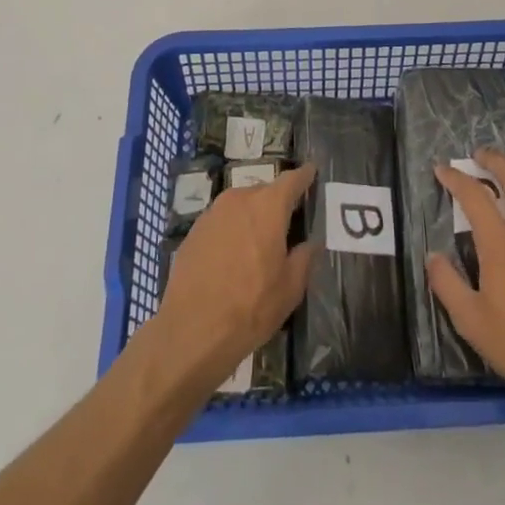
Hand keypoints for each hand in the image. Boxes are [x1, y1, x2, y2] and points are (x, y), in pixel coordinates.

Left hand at [150, 163, 315, 390]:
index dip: (305, 177)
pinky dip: (232, 230)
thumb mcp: (290, 288)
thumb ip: (304, 257)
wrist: (191, 331)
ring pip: (241, 206)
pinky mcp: (193, 231)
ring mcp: (212, 213)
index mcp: (268, 206)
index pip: (292, 180)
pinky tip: (233, 257)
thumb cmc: (250, 307)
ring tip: (260, 243)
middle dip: (277, 204)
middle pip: (265, 192)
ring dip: (252, 217)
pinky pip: (222, 221)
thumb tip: (311, 242)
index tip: (312, 173)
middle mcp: (239, 199)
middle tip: (288, 224)